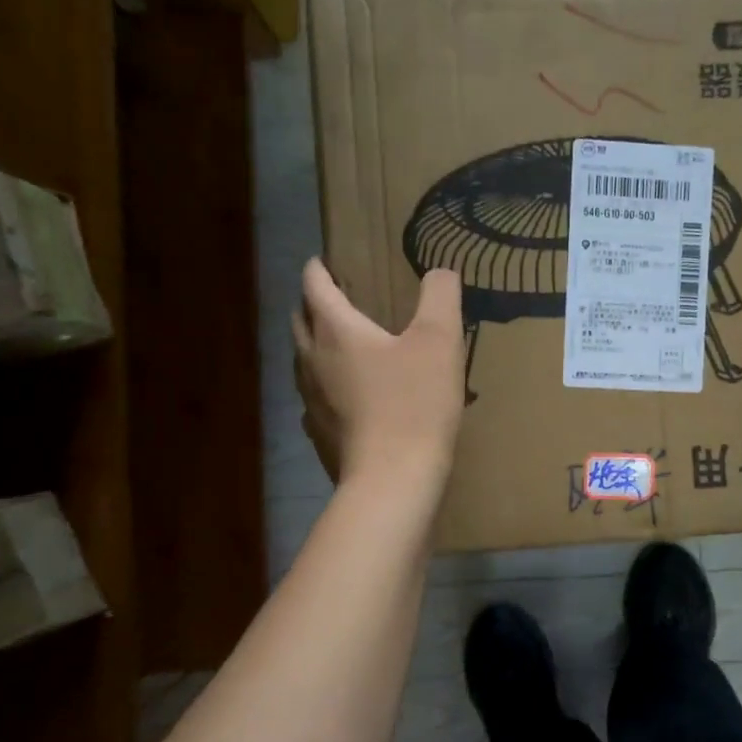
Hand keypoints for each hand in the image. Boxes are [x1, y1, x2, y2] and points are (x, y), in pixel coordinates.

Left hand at [293, 260, 465, 488]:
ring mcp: (311, 400)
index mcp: (336, 331)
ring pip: (304, 361)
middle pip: (301, 321)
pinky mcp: (319, 434)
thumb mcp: (440, 340)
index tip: (325, 260)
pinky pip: (315, 397)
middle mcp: (313, 360)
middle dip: (313, 304)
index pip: (314, 286)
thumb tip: (440, 272)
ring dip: (317, 345)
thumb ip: (440, 296)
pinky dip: (326, 385)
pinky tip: (346, 396)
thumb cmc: (415, 403)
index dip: (318, 268)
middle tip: (337, 298)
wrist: (393, 481)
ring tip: (342, 345)